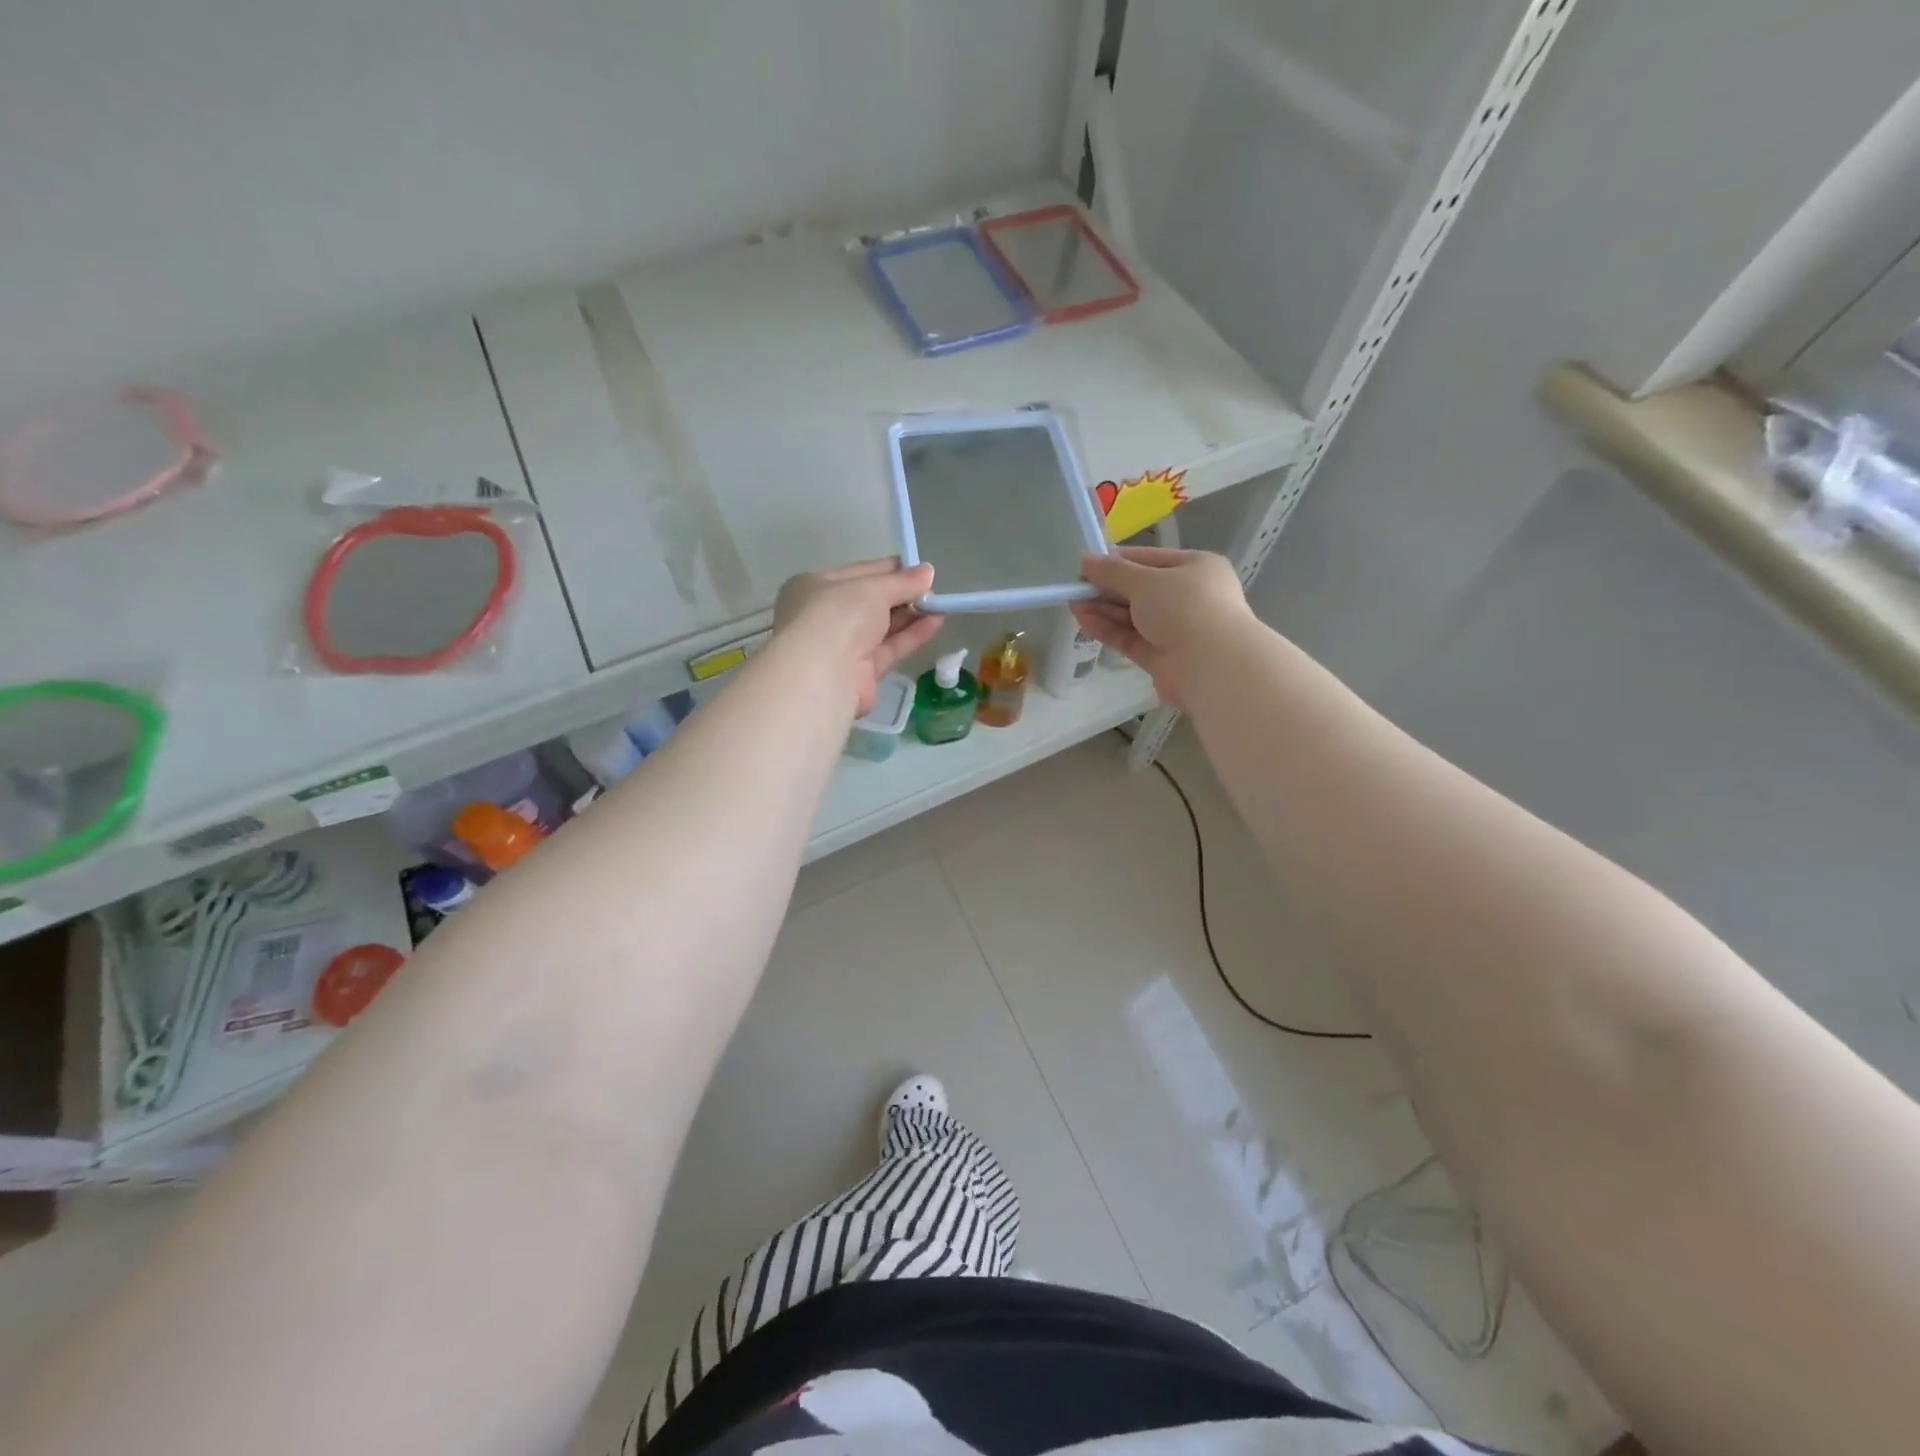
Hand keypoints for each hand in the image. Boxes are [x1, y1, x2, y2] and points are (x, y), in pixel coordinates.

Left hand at [774, 559, 944, 715]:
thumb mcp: (872, 589)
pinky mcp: (861, 673)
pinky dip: (911, 636)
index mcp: (816, 586)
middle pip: (871, 601)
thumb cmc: (838, 616)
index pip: (859, 573)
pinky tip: (936, 622)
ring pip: (882, 627)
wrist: (822, 676)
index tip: (921, 570)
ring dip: (911, 615)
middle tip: (934, 589)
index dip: (891, 570)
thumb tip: (928, 572)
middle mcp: (826, 616)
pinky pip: (889, 649)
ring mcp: (842, 647)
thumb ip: (902, 581)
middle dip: (902, 594)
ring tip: (942, 605)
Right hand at [1071, 547, 1252, 707]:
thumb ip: (1112, 572)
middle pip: (1140, 590)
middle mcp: (1189, 597)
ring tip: (1073, 604)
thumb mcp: (1145, 581)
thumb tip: (1085, 559)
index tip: (1087, 565)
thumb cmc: (1184, 606)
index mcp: (1196, 568)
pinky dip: (1109, 629)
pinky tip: (1084, 621)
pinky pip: (1132, 638)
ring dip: (1104, 609)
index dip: (1118, 561)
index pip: (1150, 560)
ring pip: (1134, 616)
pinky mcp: (1162, 658)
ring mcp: (1177, 629)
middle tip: (1076, 587)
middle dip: (1107, 589)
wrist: (1211, 664)